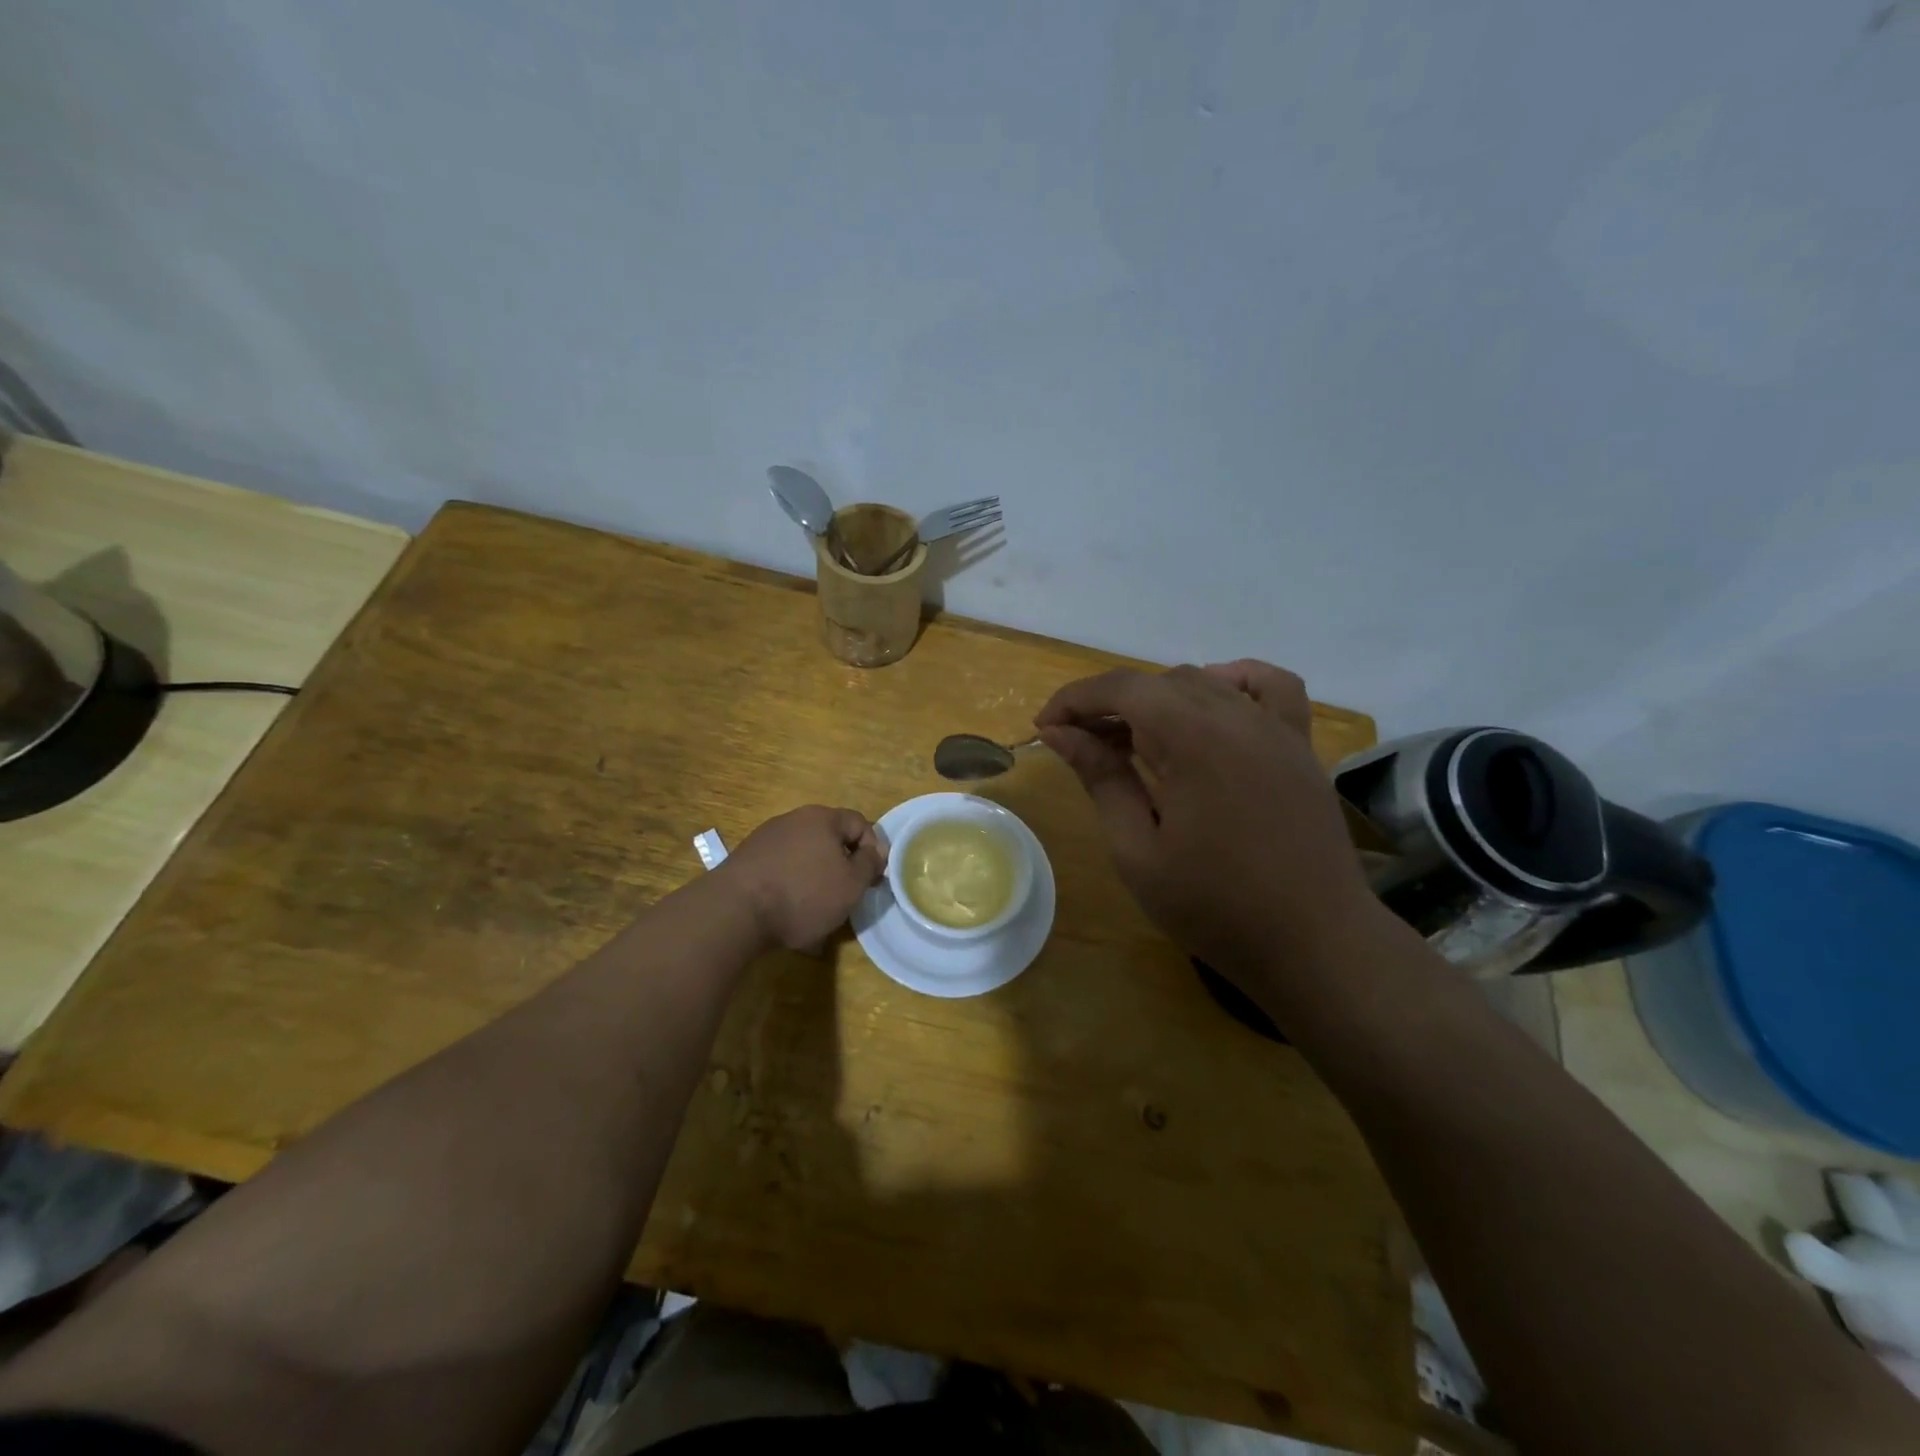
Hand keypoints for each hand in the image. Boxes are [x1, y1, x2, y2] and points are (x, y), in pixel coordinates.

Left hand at [720, 805, 887, 950]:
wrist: (735, 911)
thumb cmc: (803, 894)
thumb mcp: (851, 884)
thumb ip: (869, 864)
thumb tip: (876, 851)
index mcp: (822, 818)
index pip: (859, 823)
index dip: (873, 849)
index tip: (873, 879)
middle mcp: (793, 820)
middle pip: (829, 839)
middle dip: (842, 865)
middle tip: (847, 894)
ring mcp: (765, 839)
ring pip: (804, 856)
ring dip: (816, 878)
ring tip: (818, 911)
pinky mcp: (746, 861)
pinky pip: (781, 870)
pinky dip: (791, 888)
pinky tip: (789, 914)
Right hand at [1034, 660, 1379, 981]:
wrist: (1314, 944)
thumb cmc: (1214, 907)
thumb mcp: (1138, 850)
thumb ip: (1102, 779)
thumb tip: (1060, 733)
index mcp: (1193, 738)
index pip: (1121, 688)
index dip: (1075, 700)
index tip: (1044, 728)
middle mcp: (1236, 717)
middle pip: (1158, 683)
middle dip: (1108, 704)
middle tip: (1080, 745)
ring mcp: (1276, 728)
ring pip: (1204, 682)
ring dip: (1159, 699)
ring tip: (1135, 738)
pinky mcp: (1300, 746)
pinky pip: (1271, 687)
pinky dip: (1234, 681)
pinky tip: (1213, 704)